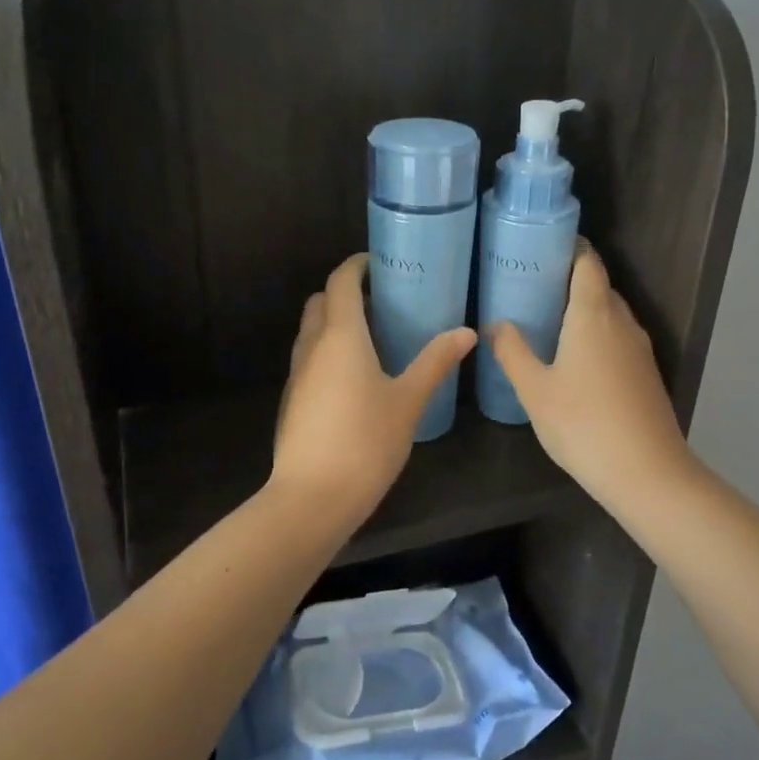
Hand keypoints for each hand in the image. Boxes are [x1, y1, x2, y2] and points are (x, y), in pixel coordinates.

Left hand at [271, 254, 476, 526]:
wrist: (312, 497)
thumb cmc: (366, 441)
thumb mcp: (409, 401)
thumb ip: (435, 362)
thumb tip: (467, 332)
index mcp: (341, 336)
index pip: (341, 282)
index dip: (356, 266)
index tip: (376, 263)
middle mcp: (312, 347)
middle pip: (320, 302)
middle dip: (343, 292)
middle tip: (379, 300)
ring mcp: (296, 375)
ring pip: (310, 332)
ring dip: (332, 322)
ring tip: (370, 336)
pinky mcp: (291, 401)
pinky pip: (308, 359)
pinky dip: (326, 351)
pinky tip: (353, 377)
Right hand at [487, 245, 696, 515]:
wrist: (647, 473)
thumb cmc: (583, 424)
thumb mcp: (535, 390)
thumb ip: (512, 352)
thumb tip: (495, 324)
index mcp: (593, 315)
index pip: (587, 263)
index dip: (569, 249)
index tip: (542, 248)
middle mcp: (622, 322)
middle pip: (599, 286)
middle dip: (570, 280)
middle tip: (532, 286)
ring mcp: (639, 350)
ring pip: (611, 314)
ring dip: (584, 310)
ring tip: (548, 320)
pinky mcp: (646, 375)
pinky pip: (618, 339)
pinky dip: (597, 335)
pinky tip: (575, 359)